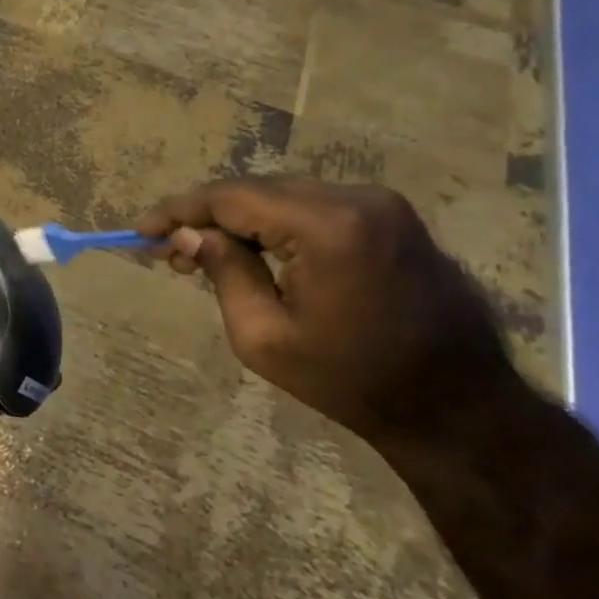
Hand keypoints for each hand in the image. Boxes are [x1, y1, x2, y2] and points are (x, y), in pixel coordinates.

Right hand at [137, 178, 508, 442]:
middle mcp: (357, 199)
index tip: (140, 231)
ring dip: (239, 219)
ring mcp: (381, 204)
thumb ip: (223, 271)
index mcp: (327, 227)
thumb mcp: (263, 336)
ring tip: (203, 254)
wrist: (458, 407)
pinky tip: (253, 251)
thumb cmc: (352, 380)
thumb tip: (188, 233)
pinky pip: (313, 206)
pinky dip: (274, 223)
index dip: (178, 210)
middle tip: (169, 252)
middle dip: (206, 216)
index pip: (231, 198)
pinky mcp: (391, 217)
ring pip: (282, 195)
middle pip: (255, 190)